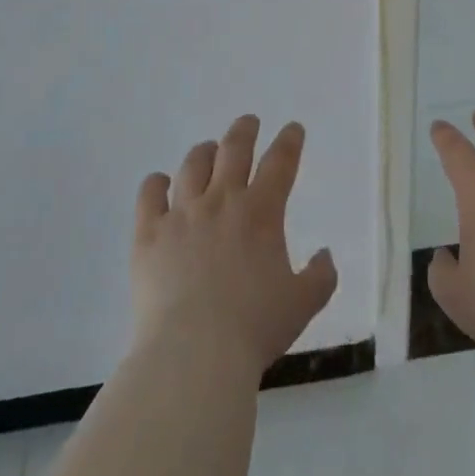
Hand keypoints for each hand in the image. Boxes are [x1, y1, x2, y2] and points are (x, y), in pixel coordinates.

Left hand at [132, 115, 337, 376]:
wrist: (194, 353)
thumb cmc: (254, 328)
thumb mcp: (302, 304)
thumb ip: (321, 276)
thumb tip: (326, 254)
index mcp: (261, 211)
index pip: (280, 162)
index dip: (289, 141)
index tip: (293, 128)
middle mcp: (222, 200)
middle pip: (234, 149)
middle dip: (245, 130)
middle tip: (249, 122)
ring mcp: (182, 214)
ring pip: (193, 165)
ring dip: (204, 152)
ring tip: (208, 150)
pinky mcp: (148, 233)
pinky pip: (149, 195)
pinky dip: (156, 183)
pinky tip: (160, 183)